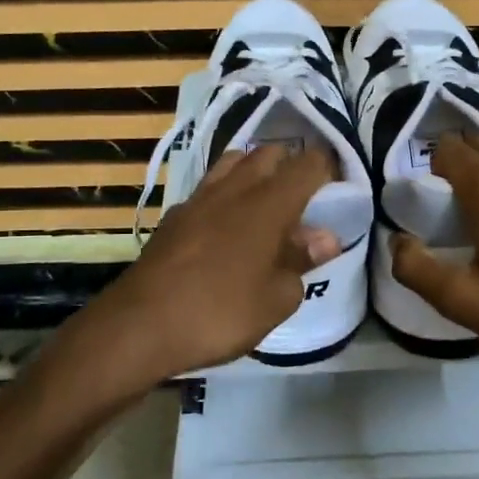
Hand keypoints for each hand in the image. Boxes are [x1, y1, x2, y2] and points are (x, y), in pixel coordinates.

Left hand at [48, 145, 339, 399]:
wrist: (140, 325)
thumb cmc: (221, 312)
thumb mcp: (277, 298)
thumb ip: (302, 262)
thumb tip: (324, 238)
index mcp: (269, 203)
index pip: (308, 164)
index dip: (329, 168)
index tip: (338, 186)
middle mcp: (235, 188)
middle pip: (269, 154)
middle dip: (291, 166)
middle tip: (303, 198)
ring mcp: (199, 198)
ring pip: (234, 163)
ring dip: (254, 172)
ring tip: (265, 204)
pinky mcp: (174, 216)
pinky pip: (208, 188)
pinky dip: (225, 194)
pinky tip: (225, 225)